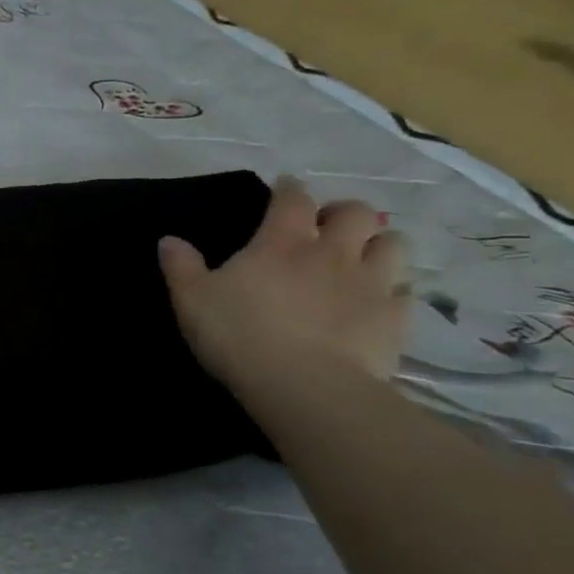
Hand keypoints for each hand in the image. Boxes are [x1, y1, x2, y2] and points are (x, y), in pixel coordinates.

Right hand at [158, 175, 407, 394]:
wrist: (304, 385)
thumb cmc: (239, 334)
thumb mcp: (192, 300)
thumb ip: (181, 267)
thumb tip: (168, 240)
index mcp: (282, 242)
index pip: (292, 199)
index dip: (289, 189)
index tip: (285, 187)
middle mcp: (332, 252)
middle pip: (356, 212)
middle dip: (342, 212)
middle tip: (326, 227)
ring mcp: (370, 284)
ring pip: (393, 244)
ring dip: (378, 244)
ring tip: (361, 258)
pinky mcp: (394, 319)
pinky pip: (405, 292)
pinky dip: (394, 290)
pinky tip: (379, 302)